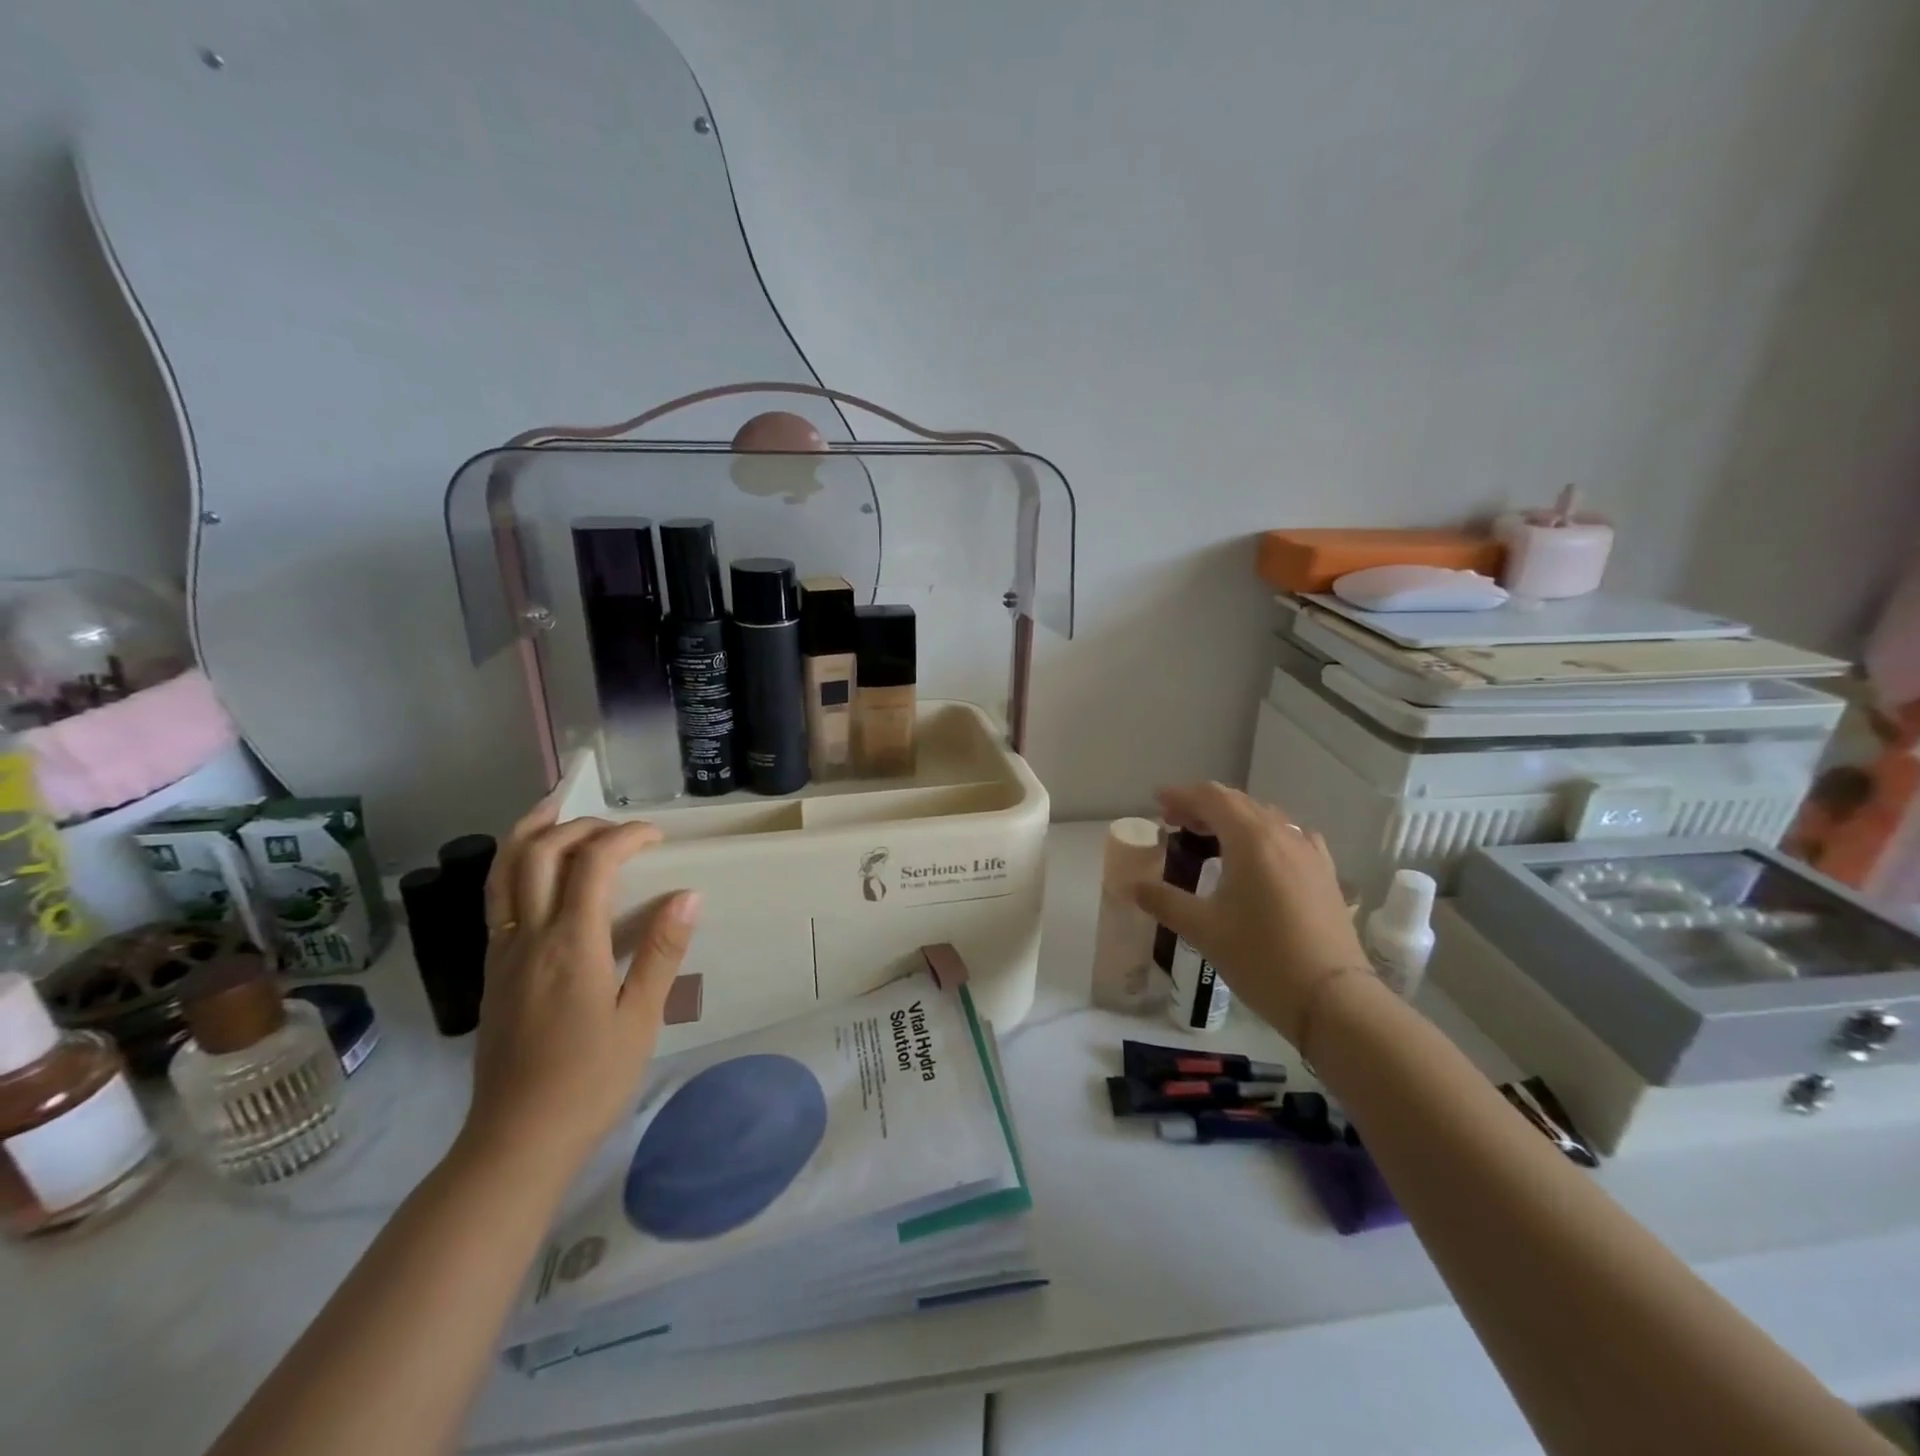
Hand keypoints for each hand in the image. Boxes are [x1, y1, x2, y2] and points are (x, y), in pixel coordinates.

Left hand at [459, 799, 701, 1176]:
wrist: (516, 1139)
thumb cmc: (590, 1081)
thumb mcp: (640, 1019)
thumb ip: (662, 951)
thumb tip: (689, 894)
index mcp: (571, 946)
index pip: (594, 864)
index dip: (626, 837)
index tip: (657, 837)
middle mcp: (528, 937)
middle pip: (539, 853)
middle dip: (580, 825)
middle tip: (618, 827)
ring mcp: (502, 952)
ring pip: (503, 871)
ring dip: (530, 832)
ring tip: (556, 808)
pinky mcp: (492, 969)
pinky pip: (498, 899)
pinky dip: (516, 866)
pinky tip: (539, 870)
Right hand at [1134, 782, 1368, 1043]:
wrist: (1333, 999)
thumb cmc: (1261, 957)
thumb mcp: (1203, 929)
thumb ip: (1165, 901)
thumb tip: (1134, 887)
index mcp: (1251, 839)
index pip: (1212, 798)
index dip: (1182, 795)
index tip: (1157, 802)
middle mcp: (1283, 834)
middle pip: (1239, 803)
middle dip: (1203, 806)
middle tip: (1174, 821)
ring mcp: (1309, 852)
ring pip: (1265, 818)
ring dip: (1233, 819)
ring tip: (1210, 838)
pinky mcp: (1325, 874)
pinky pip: (1290, 837)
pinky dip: (1264, 836)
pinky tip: (1259, 857)